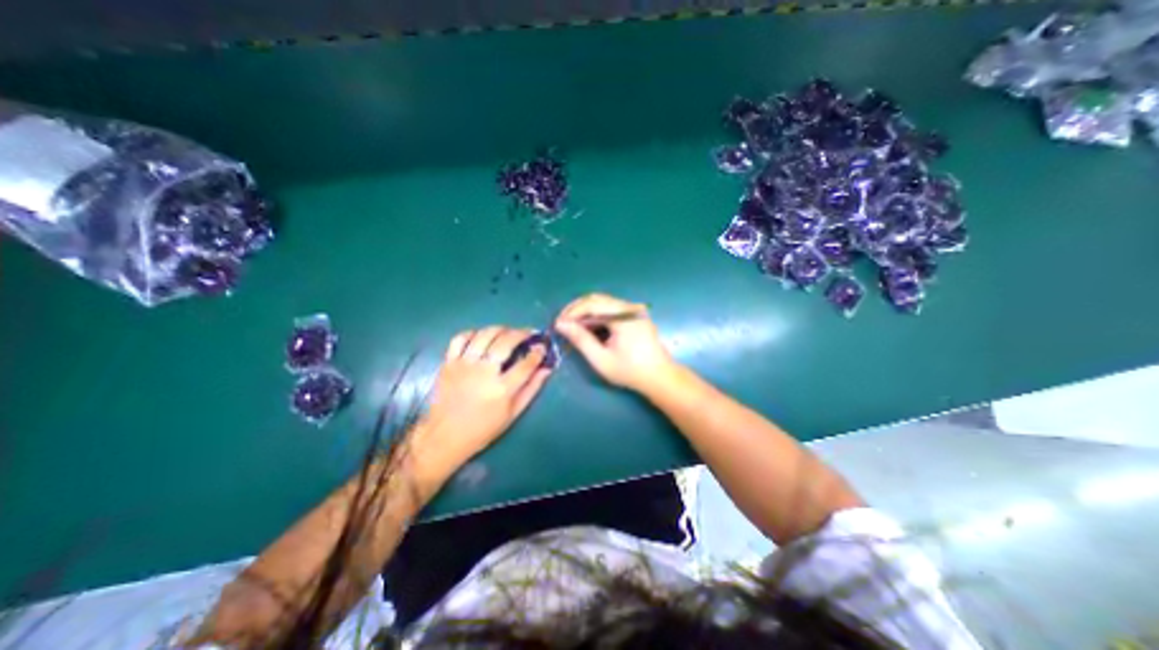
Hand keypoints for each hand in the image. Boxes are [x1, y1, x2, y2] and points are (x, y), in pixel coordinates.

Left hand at [420, 329, 553, 474]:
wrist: (444, 436)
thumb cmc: (483, 429)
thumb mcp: (513, 414)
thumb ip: (532, 389)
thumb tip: (547, 369)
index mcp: (502, 389)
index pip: (526, 363)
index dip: (537, 352)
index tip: (542, 346)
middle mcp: (484, 373)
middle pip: (506, 342)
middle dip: (521, 333)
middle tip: (528, 333)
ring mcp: (464, 365)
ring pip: (485, 335)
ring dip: (500, 329)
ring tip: (508, 331)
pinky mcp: (448, 363)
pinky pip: (460, 338)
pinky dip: (473, 333)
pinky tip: (482, 336)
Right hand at [555, 291, 680, 391]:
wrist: (660, 377)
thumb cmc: (630, 371)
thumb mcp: (601, 359)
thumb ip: (581, 339)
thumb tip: (560, 324)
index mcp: (624, 316)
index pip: (592, 304)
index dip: (572, 312)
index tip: (558, 324)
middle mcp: (630, 307)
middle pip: (597, 299)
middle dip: (577, 310)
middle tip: (563, 324)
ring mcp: (634, 310)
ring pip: (603, 303)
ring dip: (586, 313)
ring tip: (573, 327)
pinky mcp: (635, 315)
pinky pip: (611, 309)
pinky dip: (597, 316)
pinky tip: (589, 328)